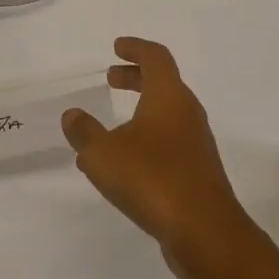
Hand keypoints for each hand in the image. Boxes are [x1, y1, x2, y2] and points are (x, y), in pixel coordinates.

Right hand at [61, 37, 253, 275]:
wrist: (205, 231)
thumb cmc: (153, 179)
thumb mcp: (104, 154)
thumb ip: (84, 133)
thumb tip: (72, 115)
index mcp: (168, 95)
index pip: (155, 57)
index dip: (135, 48)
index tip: (117, 47)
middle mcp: (187, 111)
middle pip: (163, 81)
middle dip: (135, 77)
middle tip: (110, 78)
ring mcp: (196, 141)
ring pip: (166, 112)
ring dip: (140, 109)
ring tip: (110, 126)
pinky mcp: (197, 169)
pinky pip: (170, 140)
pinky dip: (147, 136)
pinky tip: (126, 163)